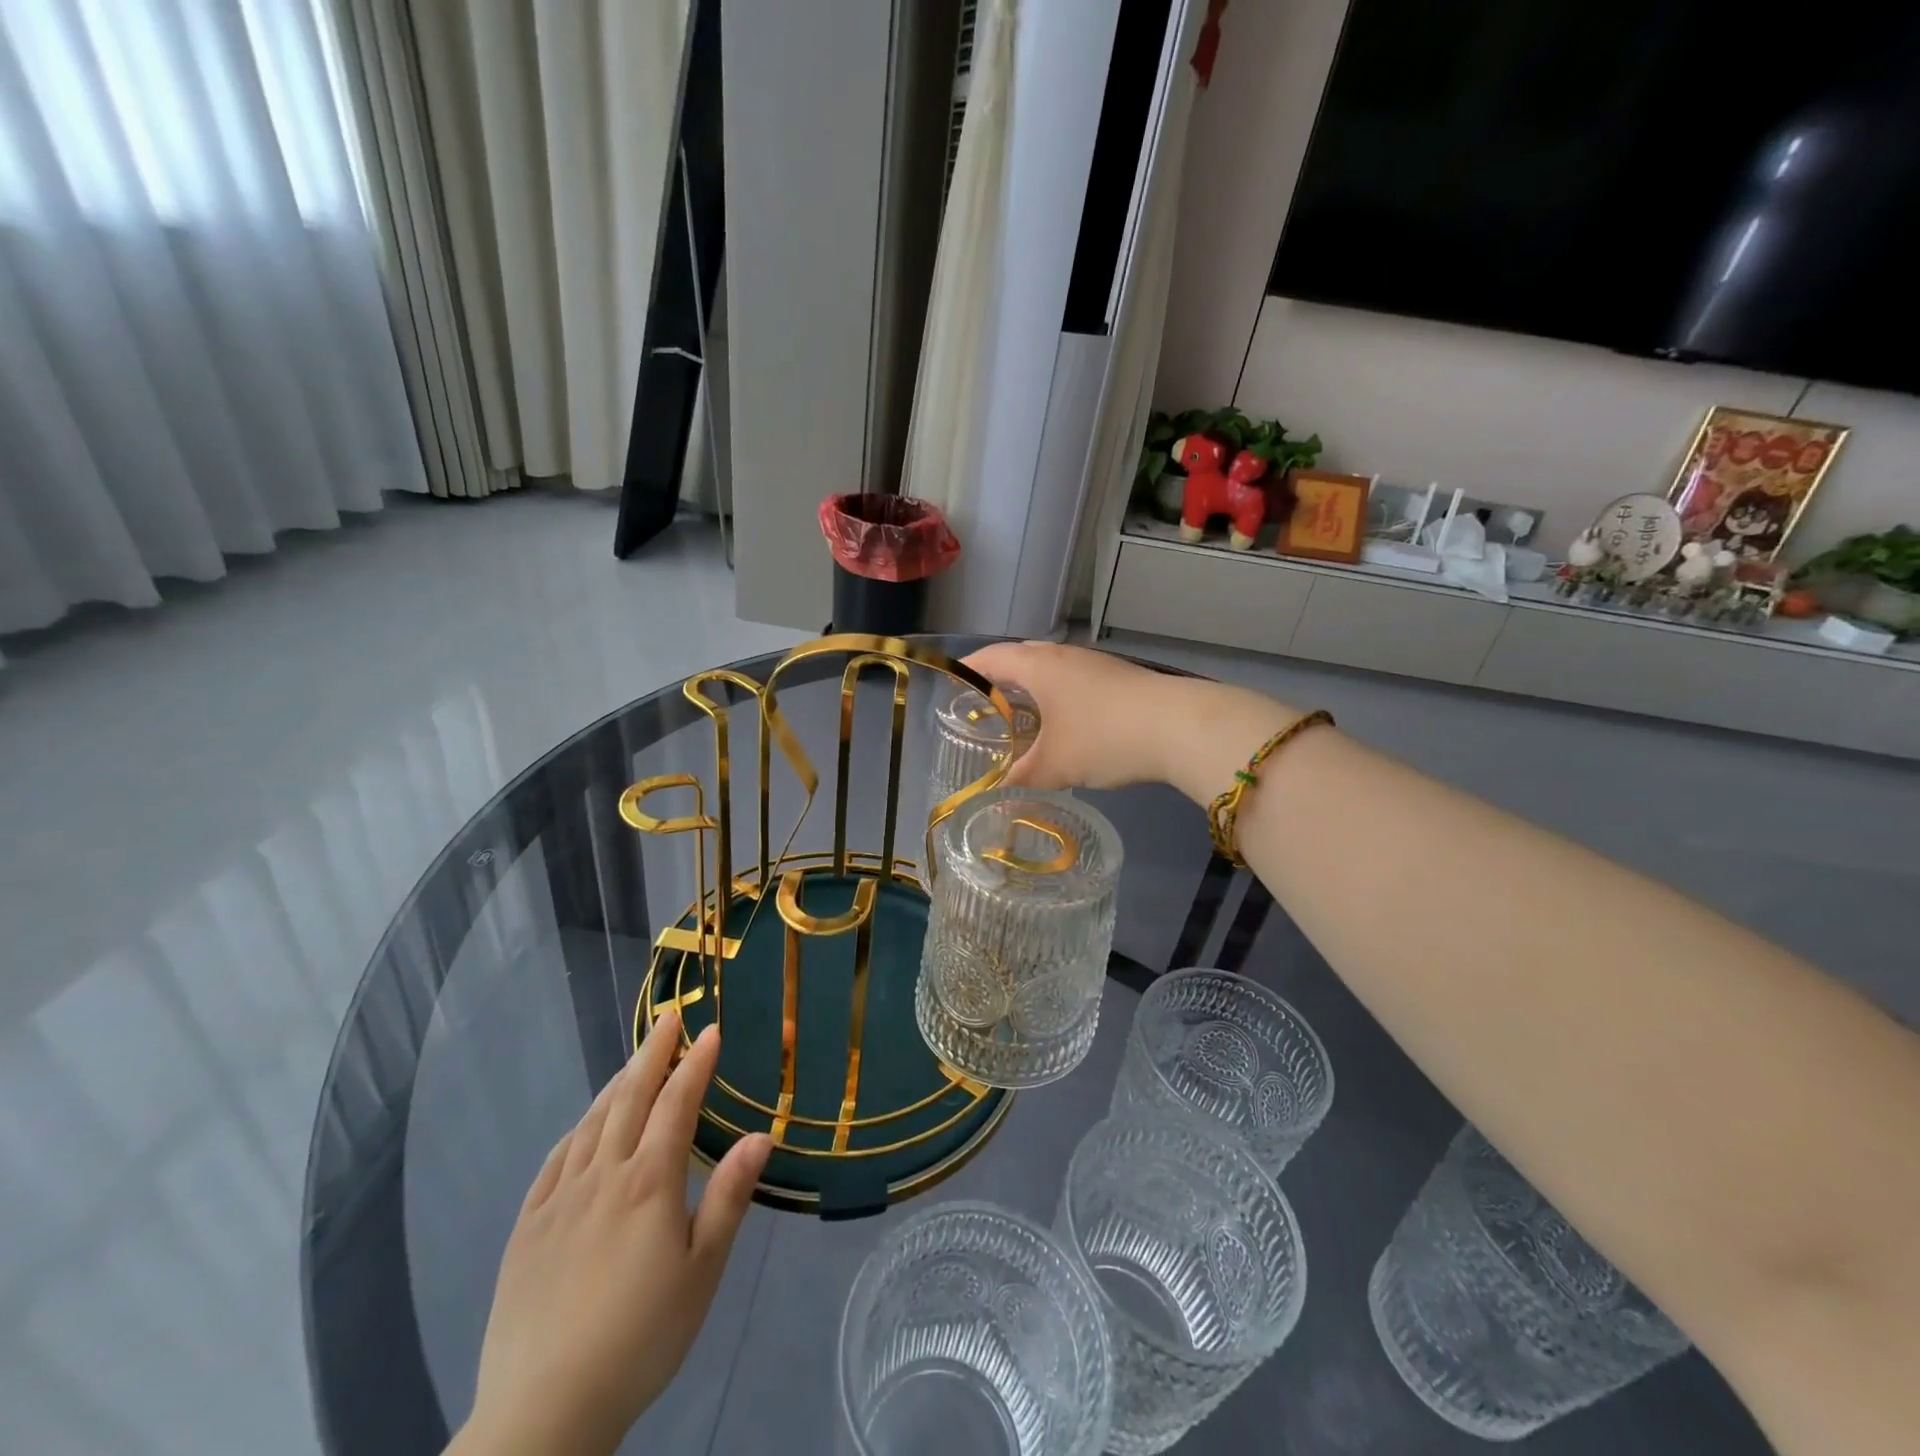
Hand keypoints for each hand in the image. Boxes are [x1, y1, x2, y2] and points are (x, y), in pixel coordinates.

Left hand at [453, 1013, 772, 1455]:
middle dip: (653, 1053)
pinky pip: (555, 1159)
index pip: (677, 1103)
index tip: (711, 1030)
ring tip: (634, 1061)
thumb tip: (760, 1135)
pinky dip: (578, 1128)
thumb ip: (728, 1198)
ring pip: (592, 1122)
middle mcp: (603, 1175)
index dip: (696, 1063)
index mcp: (649, 1182)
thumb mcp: (701, 1272)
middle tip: (668, 1018)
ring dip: (618, 1083)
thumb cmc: (641, 1338)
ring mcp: (559, 1198)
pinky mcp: (527, 1226)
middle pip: (630, 1097)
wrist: (545, 1411)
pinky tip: (585, 1125)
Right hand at [964, 641, 1294, 802]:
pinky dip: (1058, 695)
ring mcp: (1094, 664)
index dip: (968, 668)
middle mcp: (1063, 656)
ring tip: (1021, 714)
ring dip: (1033, 686)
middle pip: (1021, 657)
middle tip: (984, 703)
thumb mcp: (1055, 766)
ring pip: (1051, 668)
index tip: (951, 682)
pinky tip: (1063, 722)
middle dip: (1000, 677)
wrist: (1178, 726)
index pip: (991, 657)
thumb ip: (1021, 778)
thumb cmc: (1103, 737)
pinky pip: (1074, 680)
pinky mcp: (1118, 678)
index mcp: (1039, 666)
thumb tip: (996, 795)